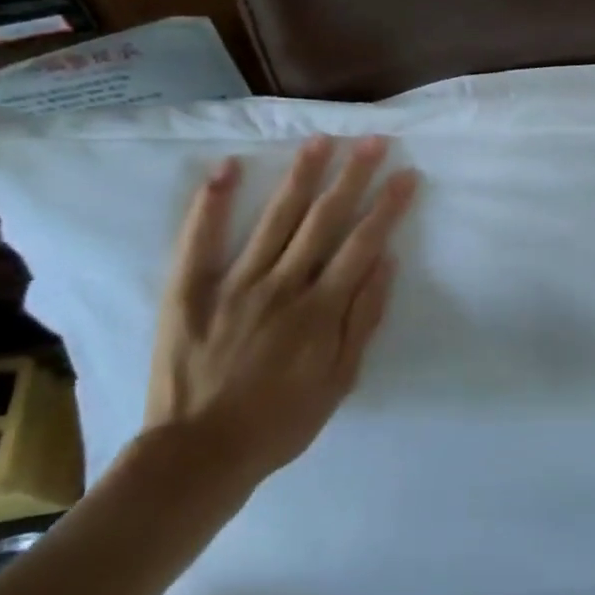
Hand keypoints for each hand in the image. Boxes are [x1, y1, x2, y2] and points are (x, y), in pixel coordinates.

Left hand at [144, 135, 418, 492]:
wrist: (198, 455)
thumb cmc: (280, 421)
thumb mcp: (339, 380)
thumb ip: (363, 319)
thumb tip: (387, 261)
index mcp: (320, 309)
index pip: (363, 243)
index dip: (387, 205)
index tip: (406, 173)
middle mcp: (281, 285)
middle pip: (323, 219)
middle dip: (352, 176)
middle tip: (372, 140)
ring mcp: (233, 283)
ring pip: (274, 218)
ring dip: (300, 176)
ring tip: (320, 140)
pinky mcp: (189, 290)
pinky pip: (200, 239)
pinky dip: (213, 202)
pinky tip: (226, 166)